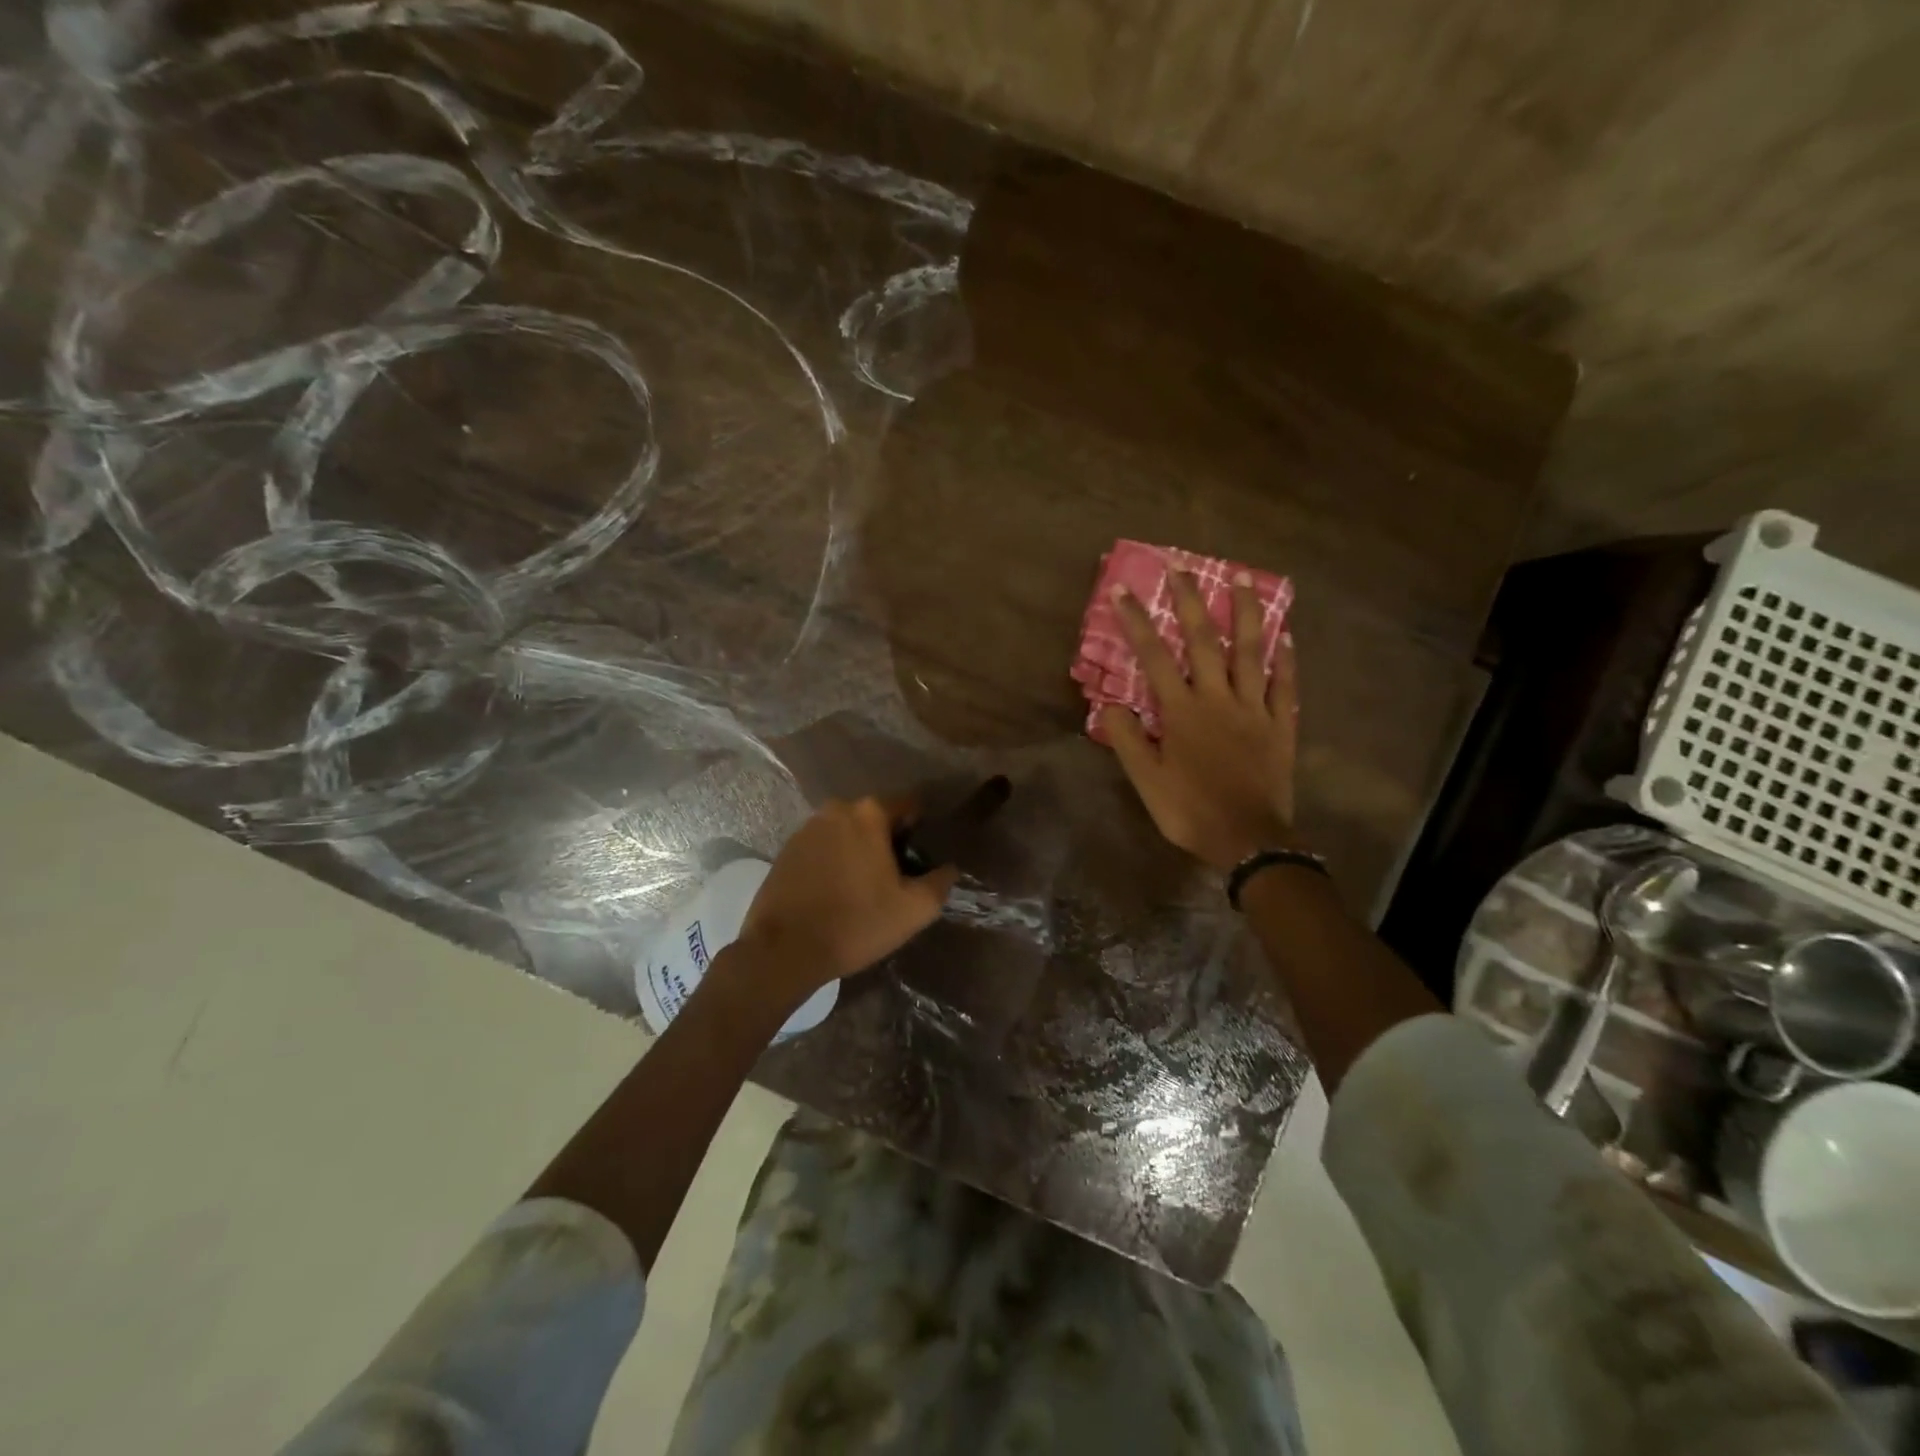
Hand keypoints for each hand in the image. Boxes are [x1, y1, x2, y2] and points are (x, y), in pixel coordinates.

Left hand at [729, 798, 957, 1001]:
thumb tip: (949, 868)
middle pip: (875, 819)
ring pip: (847, 833)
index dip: (920, 831)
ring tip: (863, 890)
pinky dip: (833, 862)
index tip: (921, 860)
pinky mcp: (785, 850)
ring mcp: (806, 828)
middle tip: (894, 880)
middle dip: (888, 842)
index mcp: (869, 813)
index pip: (909, 806)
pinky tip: (834, 893)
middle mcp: (836, 809)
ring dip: (858, 852)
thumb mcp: (914, 909)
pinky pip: (822, 848)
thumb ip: (940, 882)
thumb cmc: (856, 923)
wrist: (784, 950)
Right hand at [1098, 570, 1300, 870]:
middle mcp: (1217, 698)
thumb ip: (1128, 739)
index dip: (1136, 622)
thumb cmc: (1190, 810)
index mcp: (1182, 711)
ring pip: (1251, 651)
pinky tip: (1286, 635)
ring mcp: (1254, 708)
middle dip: (1189, 600)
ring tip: (1241, 578)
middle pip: (1204, 640)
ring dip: (1245, 612)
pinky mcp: (1280, 724)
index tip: (1123, 590)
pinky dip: (1285, 659)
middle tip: (1181, 565)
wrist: (1248, 839)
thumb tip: (1108, 704)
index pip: (1154, 656)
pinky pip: (1284, 684)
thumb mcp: (1146, 781)